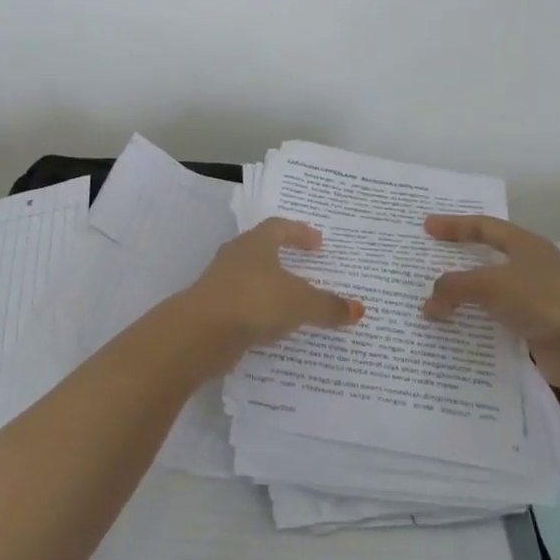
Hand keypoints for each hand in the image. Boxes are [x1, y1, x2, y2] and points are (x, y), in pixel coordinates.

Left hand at [174, 219, 363, 367]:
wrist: (201, 332)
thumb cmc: (255, 301)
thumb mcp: (300, 303)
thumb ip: (328, 306)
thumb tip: (358, 309)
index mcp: (256, 243)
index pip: (279, 227)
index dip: (300, 232)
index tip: (318, 242)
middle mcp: (236, 257)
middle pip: (263, 251)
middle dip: (285, 259)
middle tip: (309, 269)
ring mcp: (221, 284)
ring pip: (252, 280)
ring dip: (272, 289)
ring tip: (297, 303)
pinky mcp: (214, 311)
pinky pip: (245, 307)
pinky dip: (261, 314)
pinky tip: (276, 329)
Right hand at [420, 214, 559, 389]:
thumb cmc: (542, 300)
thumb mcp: (490, 285)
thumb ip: (454, 288)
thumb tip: (428, 305)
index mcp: (525, 245)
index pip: (484, 227)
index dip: (455, 225)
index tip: (427, 227)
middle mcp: (532, 268)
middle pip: (488, 259)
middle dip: (458, 261)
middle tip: (428, 264)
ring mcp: (536, 300)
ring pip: (491, 293)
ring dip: (465, 298)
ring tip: (435, 303)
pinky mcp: (538, 330)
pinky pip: (498, 322)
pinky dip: (478, 324)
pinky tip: (459, 332)